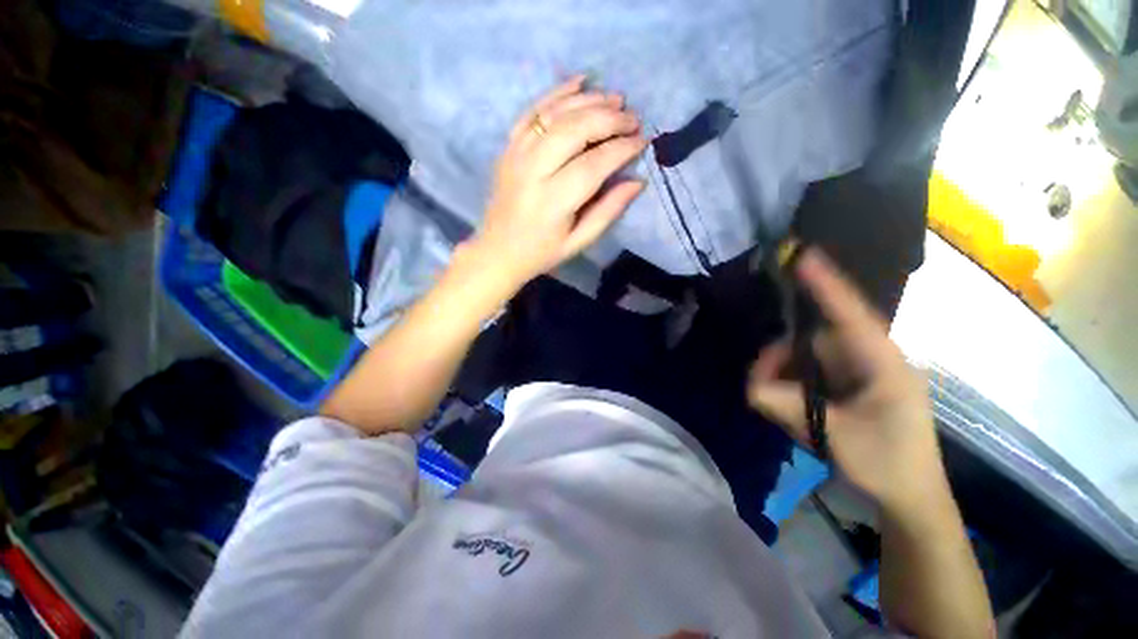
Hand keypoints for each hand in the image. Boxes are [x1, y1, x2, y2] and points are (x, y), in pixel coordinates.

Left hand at [467, 76, 647, 288]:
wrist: (497, 251)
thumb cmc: (541, 253)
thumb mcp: (579, 242)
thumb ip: (608, 211)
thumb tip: (638, 181)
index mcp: (553, 202)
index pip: (594, 164)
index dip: (621, 149)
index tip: (643, 141)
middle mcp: (533, 171)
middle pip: (575, 130)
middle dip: (609, 119)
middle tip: (633, 119)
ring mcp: (517, 154)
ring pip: (555, 114)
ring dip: (589, 101)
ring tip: (615, 99)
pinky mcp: (508, 147)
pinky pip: (532, 110)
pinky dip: (557, 93)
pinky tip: (579, 82)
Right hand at [747, 249, 946, 513]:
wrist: (909, 498)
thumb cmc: (886, 464)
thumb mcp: (834, 434)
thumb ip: (787, 404)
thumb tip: (751, 384)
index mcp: (882, 364)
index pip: (851, 314)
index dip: (827, 285)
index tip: (804, 256)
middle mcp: (868, 360)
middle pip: (810, 343)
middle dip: (780, 362)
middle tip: (761, 388)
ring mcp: (857, 374)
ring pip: (804, 361)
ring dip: (785, 382)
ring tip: (784, 414)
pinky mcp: (847, 388)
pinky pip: (808, 377)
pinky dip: (793, 391)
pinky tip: (794, 415)